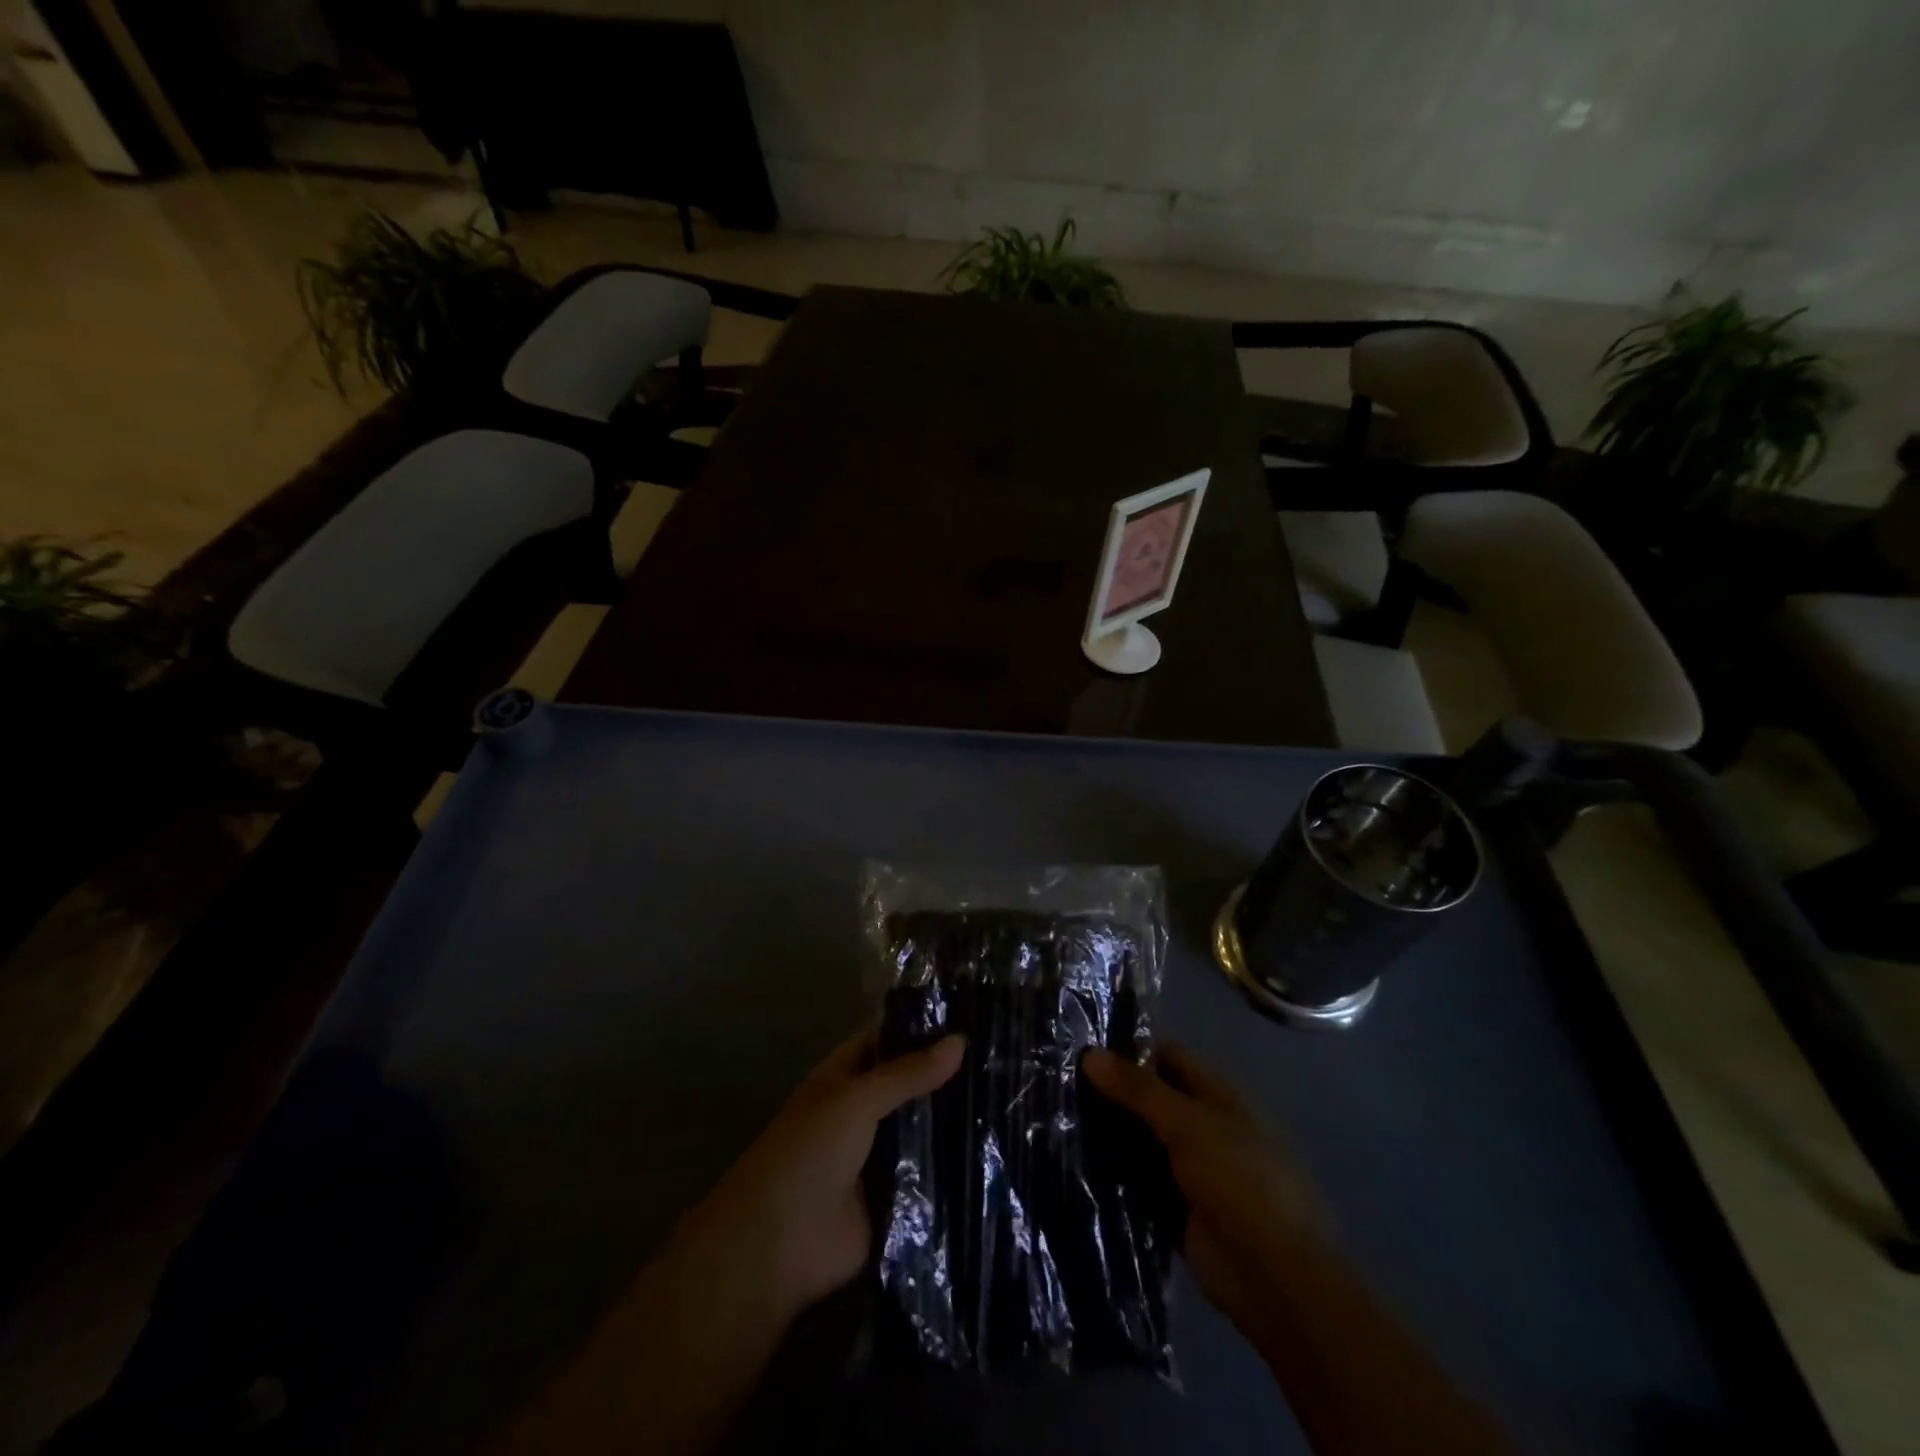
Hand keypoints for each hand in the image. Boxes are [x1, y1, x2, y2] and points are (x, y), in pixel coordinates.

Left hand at [495, 1028, 965, 1455]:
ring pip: (924, 1128)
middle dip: (948, 1073)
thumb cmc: (807, 1154)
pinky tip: (1000, 1151)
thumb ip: (906, 1073)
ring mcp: (881, 1155)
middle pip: (911, 1084)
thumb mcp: (855, 1100)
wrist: (779, 1247)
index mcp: (845, 1077)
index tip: (974, 1011)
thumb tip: (961, 1040)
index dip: (924, 1024)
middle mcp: (864, 1110)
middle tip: (1005, 1055)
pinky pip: (931, 1174)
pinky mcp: (897, 1198)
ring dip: (956, 1119)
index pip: (888, 1038)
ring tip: (1014, 1096)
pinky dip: (956, 1165)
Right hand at [1082, 1042, 1325, 1337]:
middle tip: (1058, 1085)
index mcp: (1217, 1095)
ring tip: (1055, 1120)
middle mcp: (1202, 1126)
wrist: (1276, 1278)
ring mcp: (1189, 1169)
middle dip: (1111, 1094)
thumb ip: (1138, 1089)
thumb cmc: (1241, 1181)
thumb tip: (1089, 1053)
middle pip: (1150, 1099)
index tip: (1081, 1049)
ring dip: (1108, 1135)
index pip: (1167, 1056)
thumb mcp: (1188, 1124)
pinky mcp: (1175, 1209)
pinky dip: (1112, 1176)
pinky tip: (1072, 1165)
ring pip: (1140, 1141)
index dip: (1129, 1049)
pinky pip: (1137, 1183)